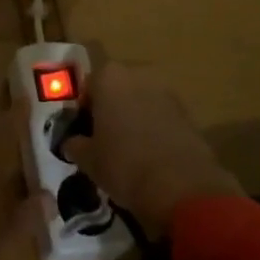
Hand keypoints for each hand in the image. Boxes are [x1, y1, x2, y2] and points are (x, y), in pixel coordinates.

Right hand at [61, 66, 240, 236]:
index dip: (83, 112)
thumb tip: (71, 143)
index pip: (87, 88)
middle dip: (111, 110)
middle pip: (116, 89)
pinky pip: (161, 115)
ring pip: (140, 101)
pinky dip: (154, 128)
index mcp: (109, 77)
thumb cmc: (123, 165)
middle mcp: (138, 73)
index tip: (84, 135)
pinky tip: (152, 155)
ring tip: (130, 150)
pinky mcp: (187, 110)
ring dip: (134, 117)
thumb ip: (75, 145)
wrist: (180, 186)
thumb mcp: (88, 160)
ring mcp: (166, 90)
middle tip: (105, 141)